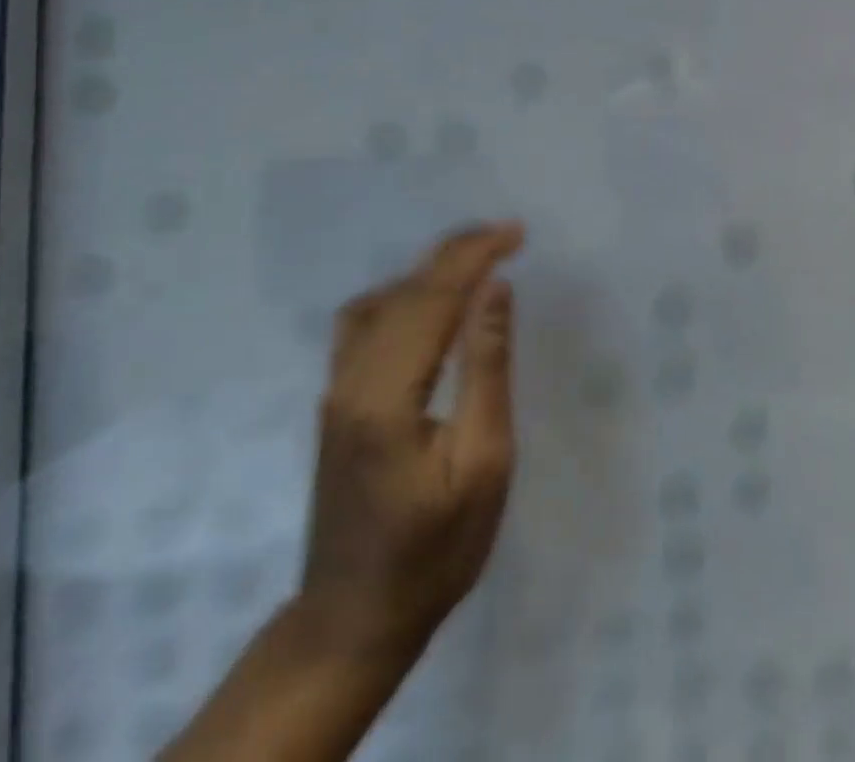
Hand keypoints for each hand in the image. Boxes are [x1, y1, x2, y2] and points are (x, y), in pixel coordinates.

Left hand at [161, 224, 524, 761]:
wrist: (352, 621)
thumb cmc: (434, 551)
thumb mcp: (483, 465)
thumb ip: (486, 369)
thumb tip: (495, 290)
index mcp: (387, 396)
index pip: (433, 297)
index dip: (476, 255)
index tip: (518, 232)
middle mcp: (351, 380)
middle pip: (406, 290)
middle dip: (458, 252)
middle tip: (508, 234)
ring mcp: (336, 389)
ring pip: (381, 300)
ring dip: (431, 269)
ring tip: (478, 259)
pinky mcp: (336, 400)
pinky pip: (365, 322)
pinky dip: (404, 294)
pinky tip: (429, 303)